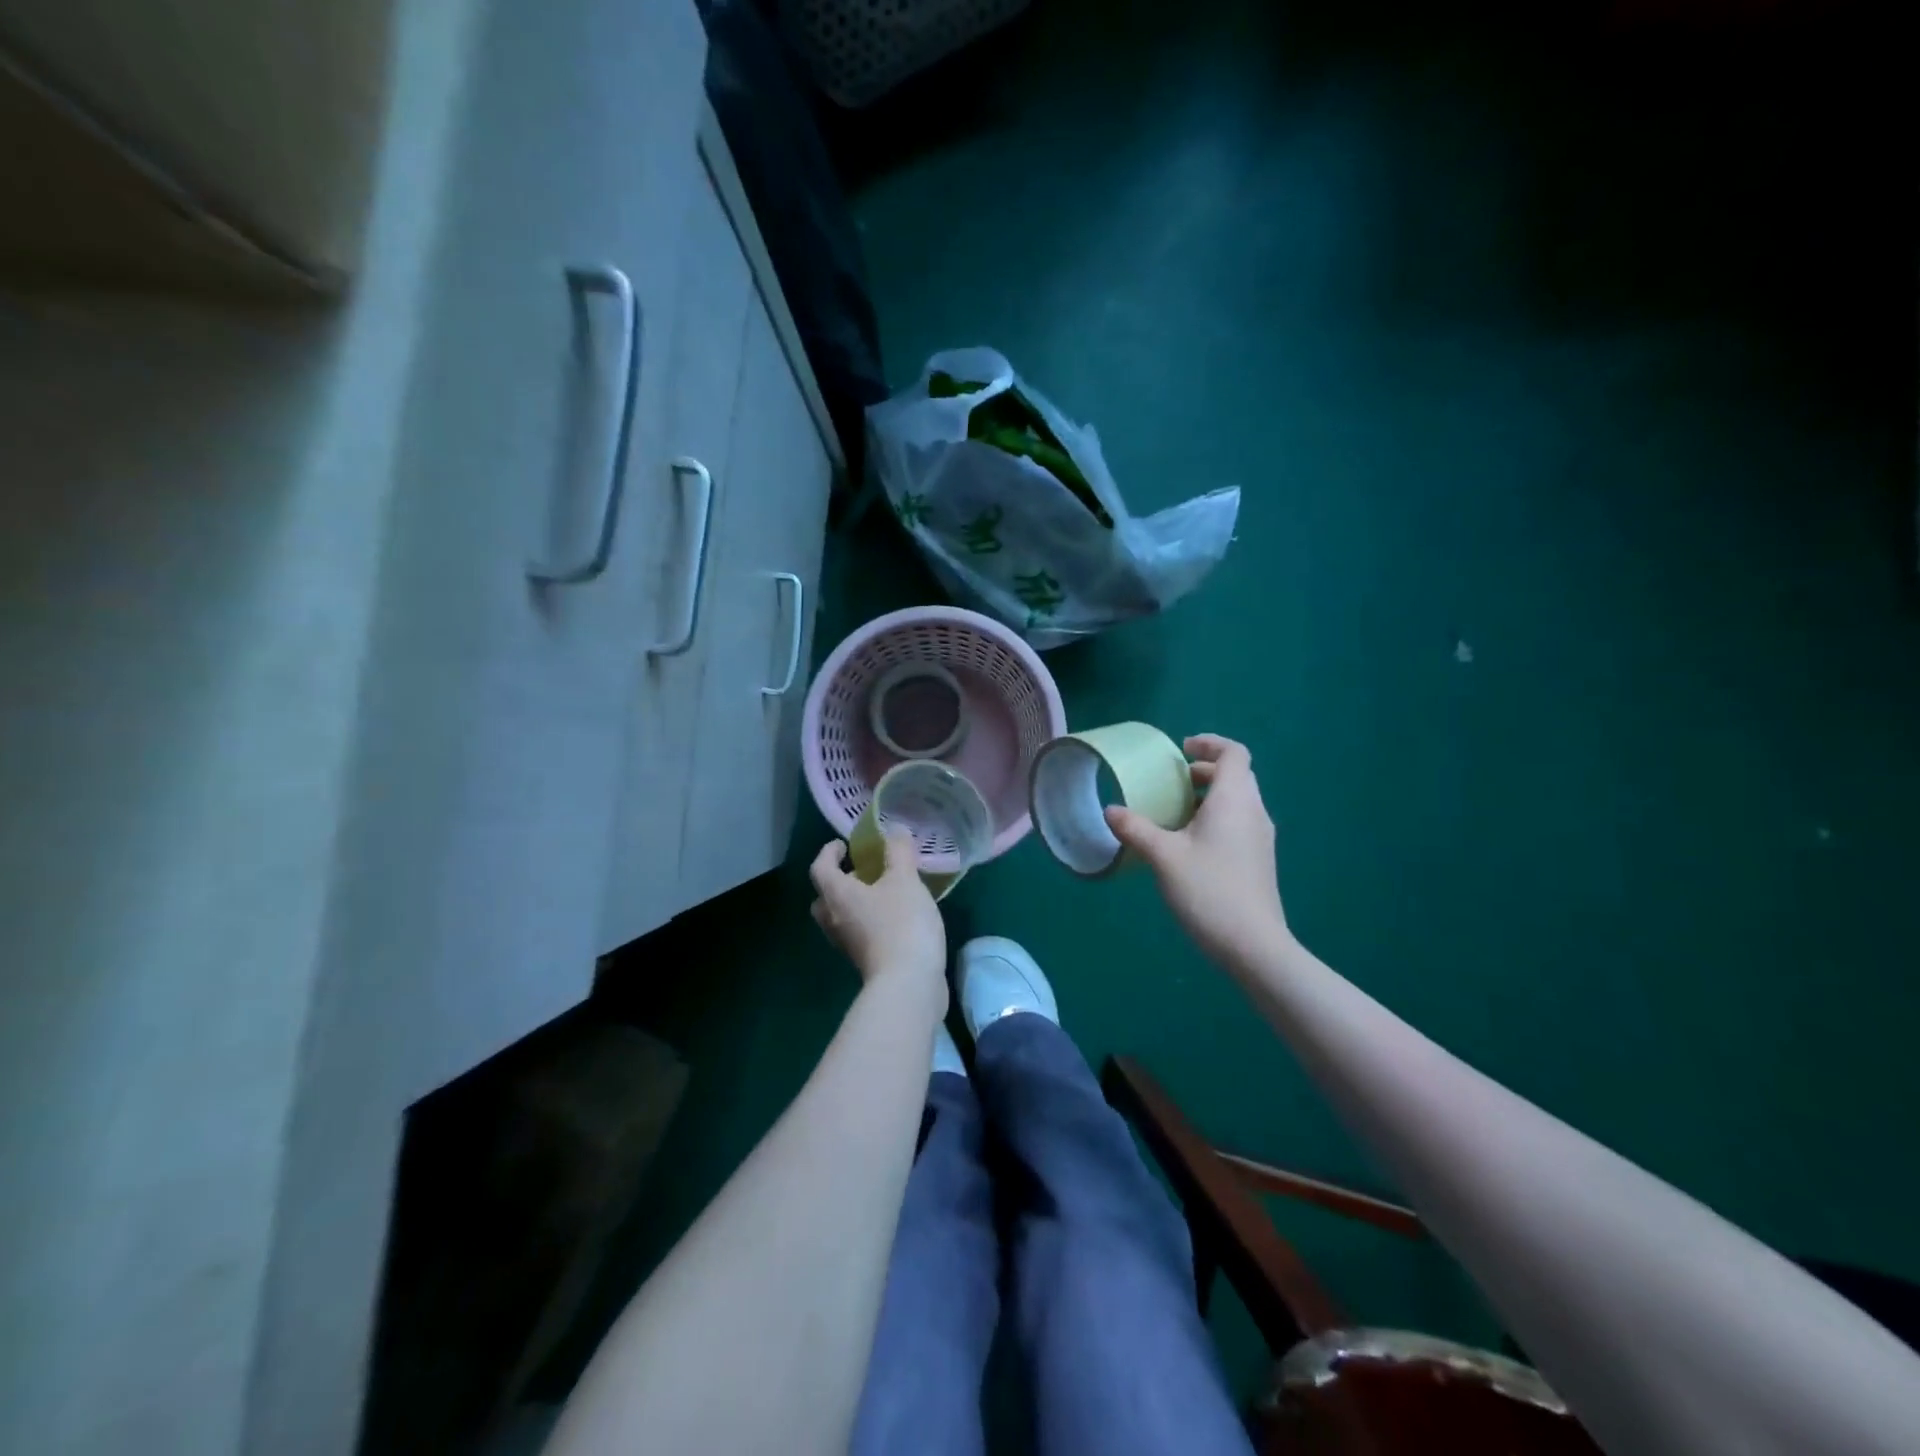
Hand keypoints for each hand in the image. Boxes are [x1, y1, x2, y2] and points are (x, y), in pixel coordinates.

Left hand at [809, 832, 947, 1005]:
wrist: (908, 984)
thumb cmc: (901, 923)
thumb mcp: (905, 880)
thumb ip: (898, 852)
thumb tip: (893, 829)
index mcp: (837, 896)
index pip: (820, 868)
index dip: (828, 853)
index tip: (842, 845)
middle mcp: (835, 920)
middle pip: (825, 898)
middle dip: (839, 882)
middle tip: (862, 873)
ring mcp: (848, 945)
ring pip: (841, 918)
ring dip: (855, 904)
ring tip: (883, 893)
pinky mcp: (865, 963)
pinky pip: (859, 935)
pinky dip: (870, 923)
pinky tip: (896, 919)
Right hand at [1104, 734, 1292, 970]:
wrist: (1253, 945)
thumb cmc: (1208, 890)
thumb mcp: (1163, 856)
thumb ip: (1136, 829)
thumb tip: (1111, 810)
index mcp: (1234, 800)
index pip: (1234, 753)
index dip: (1209, 743)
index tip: (1181, 751)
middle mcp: (1254, 811)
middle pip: (1236, 775)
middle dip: (1204, 771)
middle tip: (1172, 781)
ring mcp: (1261, 838)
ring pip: (1238, 800)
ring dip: (1209, 796)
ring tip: (1175, 812)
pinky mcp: (1259, 860)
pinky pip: (1239, 822)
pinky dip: (1216, 818)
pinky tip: (1189, 843)